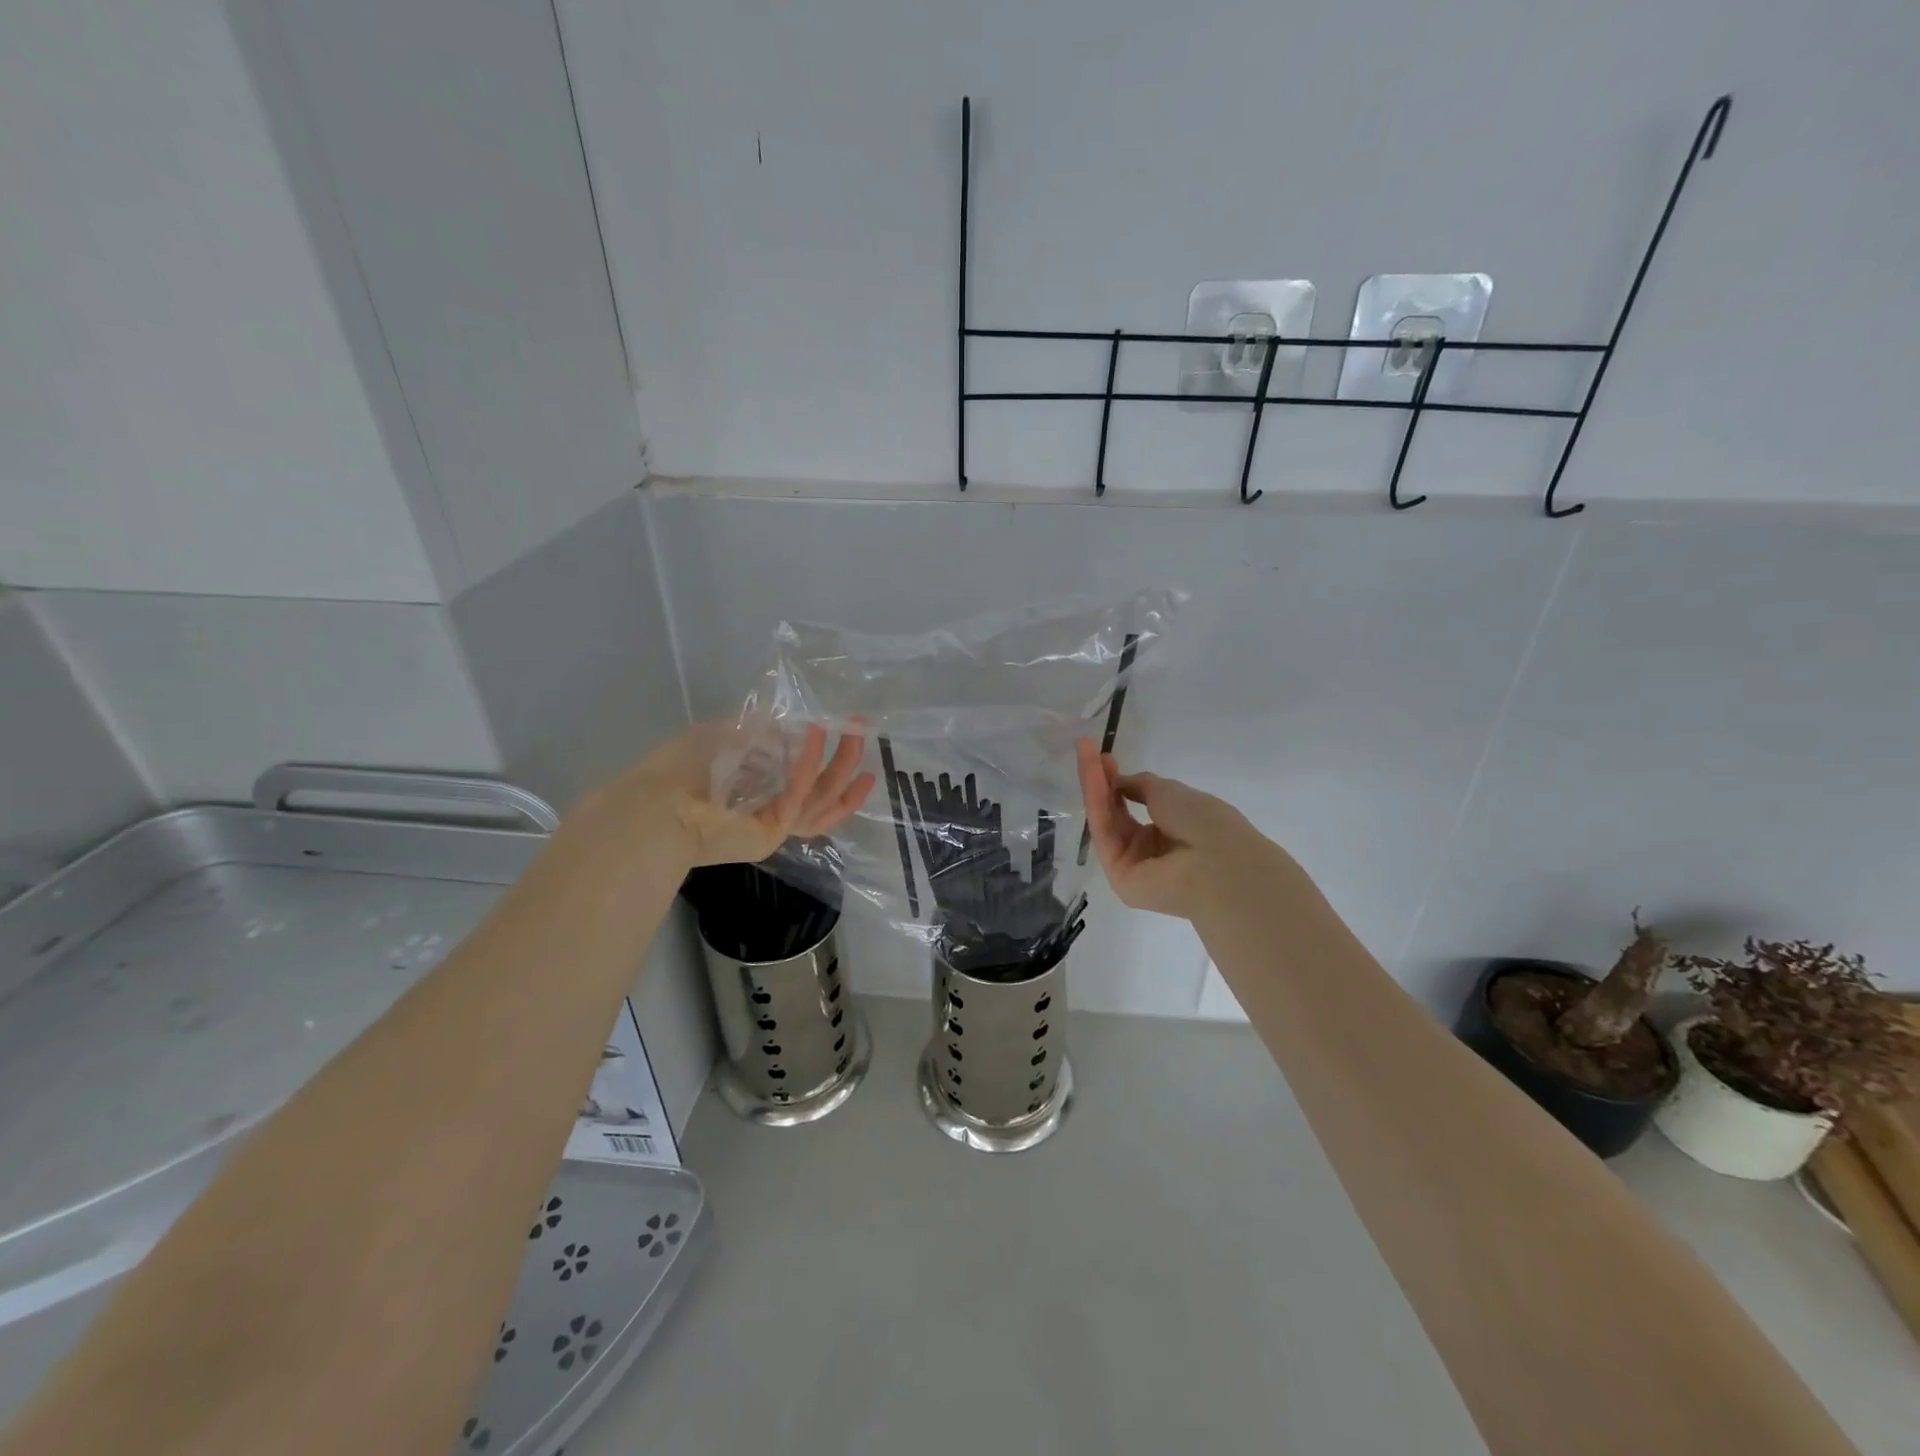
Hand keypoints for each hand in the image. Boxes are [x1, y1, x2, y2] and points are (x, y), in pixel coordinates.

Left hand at [587, 721, 874, 870]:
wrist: (651, 807)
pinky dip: (808, 764)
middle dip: (845, 764)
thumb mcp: (721, 737)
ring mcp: (772, 825)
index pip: (805, 785)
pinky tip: (815, 734)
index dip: (830, 765)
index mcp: (757, 793)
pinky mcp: (771, 833)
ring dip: (841, 767)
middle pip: (822, 793)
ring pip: (822, 801)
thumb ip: (754, 731)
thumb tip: (784, 720)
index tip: (848, 740)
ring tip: (856, 737)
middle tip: (863, 735)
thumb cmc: (679, 770)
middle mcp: (769, 812)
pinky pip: (798, 796)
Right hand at [1075, 737, 1260, 918]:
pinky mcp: (1119, 877)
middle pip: (1117, 813)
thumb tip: (1118, 781)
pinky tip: (1092, 779)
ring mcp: (1134, 865)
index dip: (1119, 779)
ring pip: (1108, 822)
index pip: (1137, 804)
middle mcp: (1151, 850)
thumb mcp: (1170, 791)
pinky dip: (1098, 805)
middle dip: (1101, 781)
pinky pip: (1106, 836)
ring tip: (1085, 757)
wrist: (1217, 863)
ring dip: (1095, 788)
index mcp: (1171, 831)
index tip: (1104, 757)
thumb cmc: (1203, 822)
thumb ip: (1140, 785)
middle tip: (1087, 751)